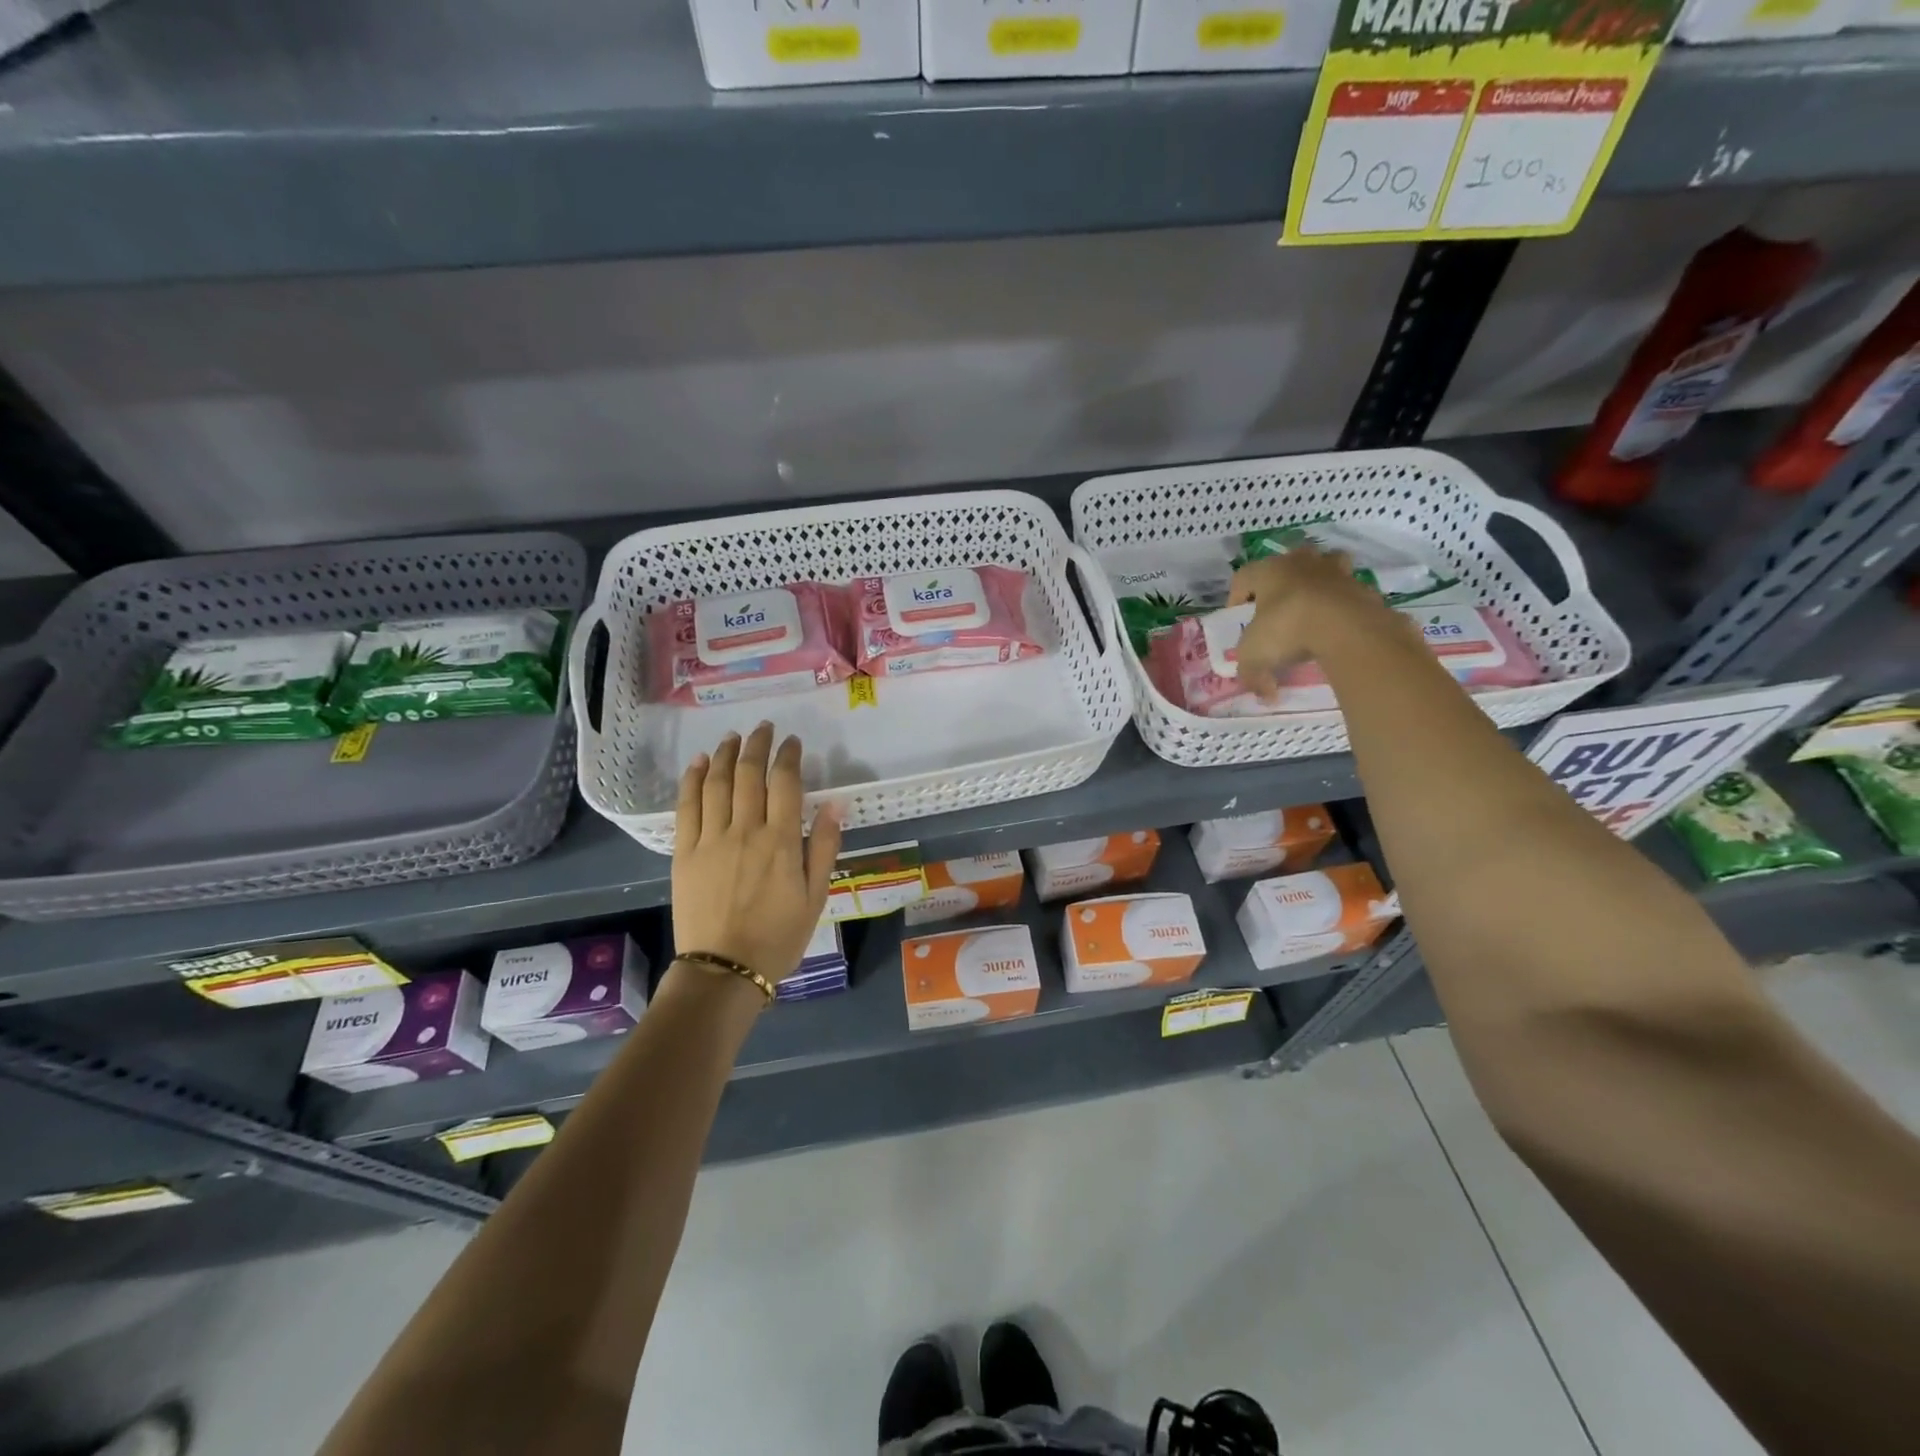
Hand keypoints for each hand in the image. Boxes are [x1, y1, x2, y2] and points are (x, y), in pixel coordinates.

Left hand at [671, 723, 841, 988]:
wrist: (724, 970)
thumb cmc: (778, 936)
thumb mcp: (816, 896)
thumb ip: (824, 846)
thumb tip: (835, 803)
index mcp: (781, 841)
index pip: (785, 783)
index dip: (789, 756)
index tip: (792, 742)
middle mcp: (745, 830)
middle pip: (750, 774)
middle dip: (758, 745)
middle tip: (764, 729)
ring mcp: (711, 839)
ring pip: (718, 783)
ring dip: (727, 755)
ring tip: (734, 737)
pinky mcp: (685, 851)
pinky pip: (687, 806)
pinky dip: (694, 779)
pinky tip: (701, 762)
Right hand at [1227, 547, 1409, 698]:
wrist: (1346, 627)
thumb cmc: (1288, 630)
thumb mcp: (1255, 657)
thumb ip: (1252, 675)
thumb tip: (1264, 694)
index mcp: (1269, 570)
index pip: (1243, 577)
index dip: (1236, 598)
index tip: (1238, 619)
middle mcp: (1302, 563)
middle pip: (1288, 563)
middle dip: (1282, 582)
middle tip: (1278, 608)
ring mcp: (1336, 572)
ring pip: (1325, 567)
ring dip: (1318, 583)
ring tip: (1313, 609)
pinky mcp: (1364, 587)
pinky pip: (1348, 593)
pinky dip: (1343, 605)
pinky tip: (1338, 628)